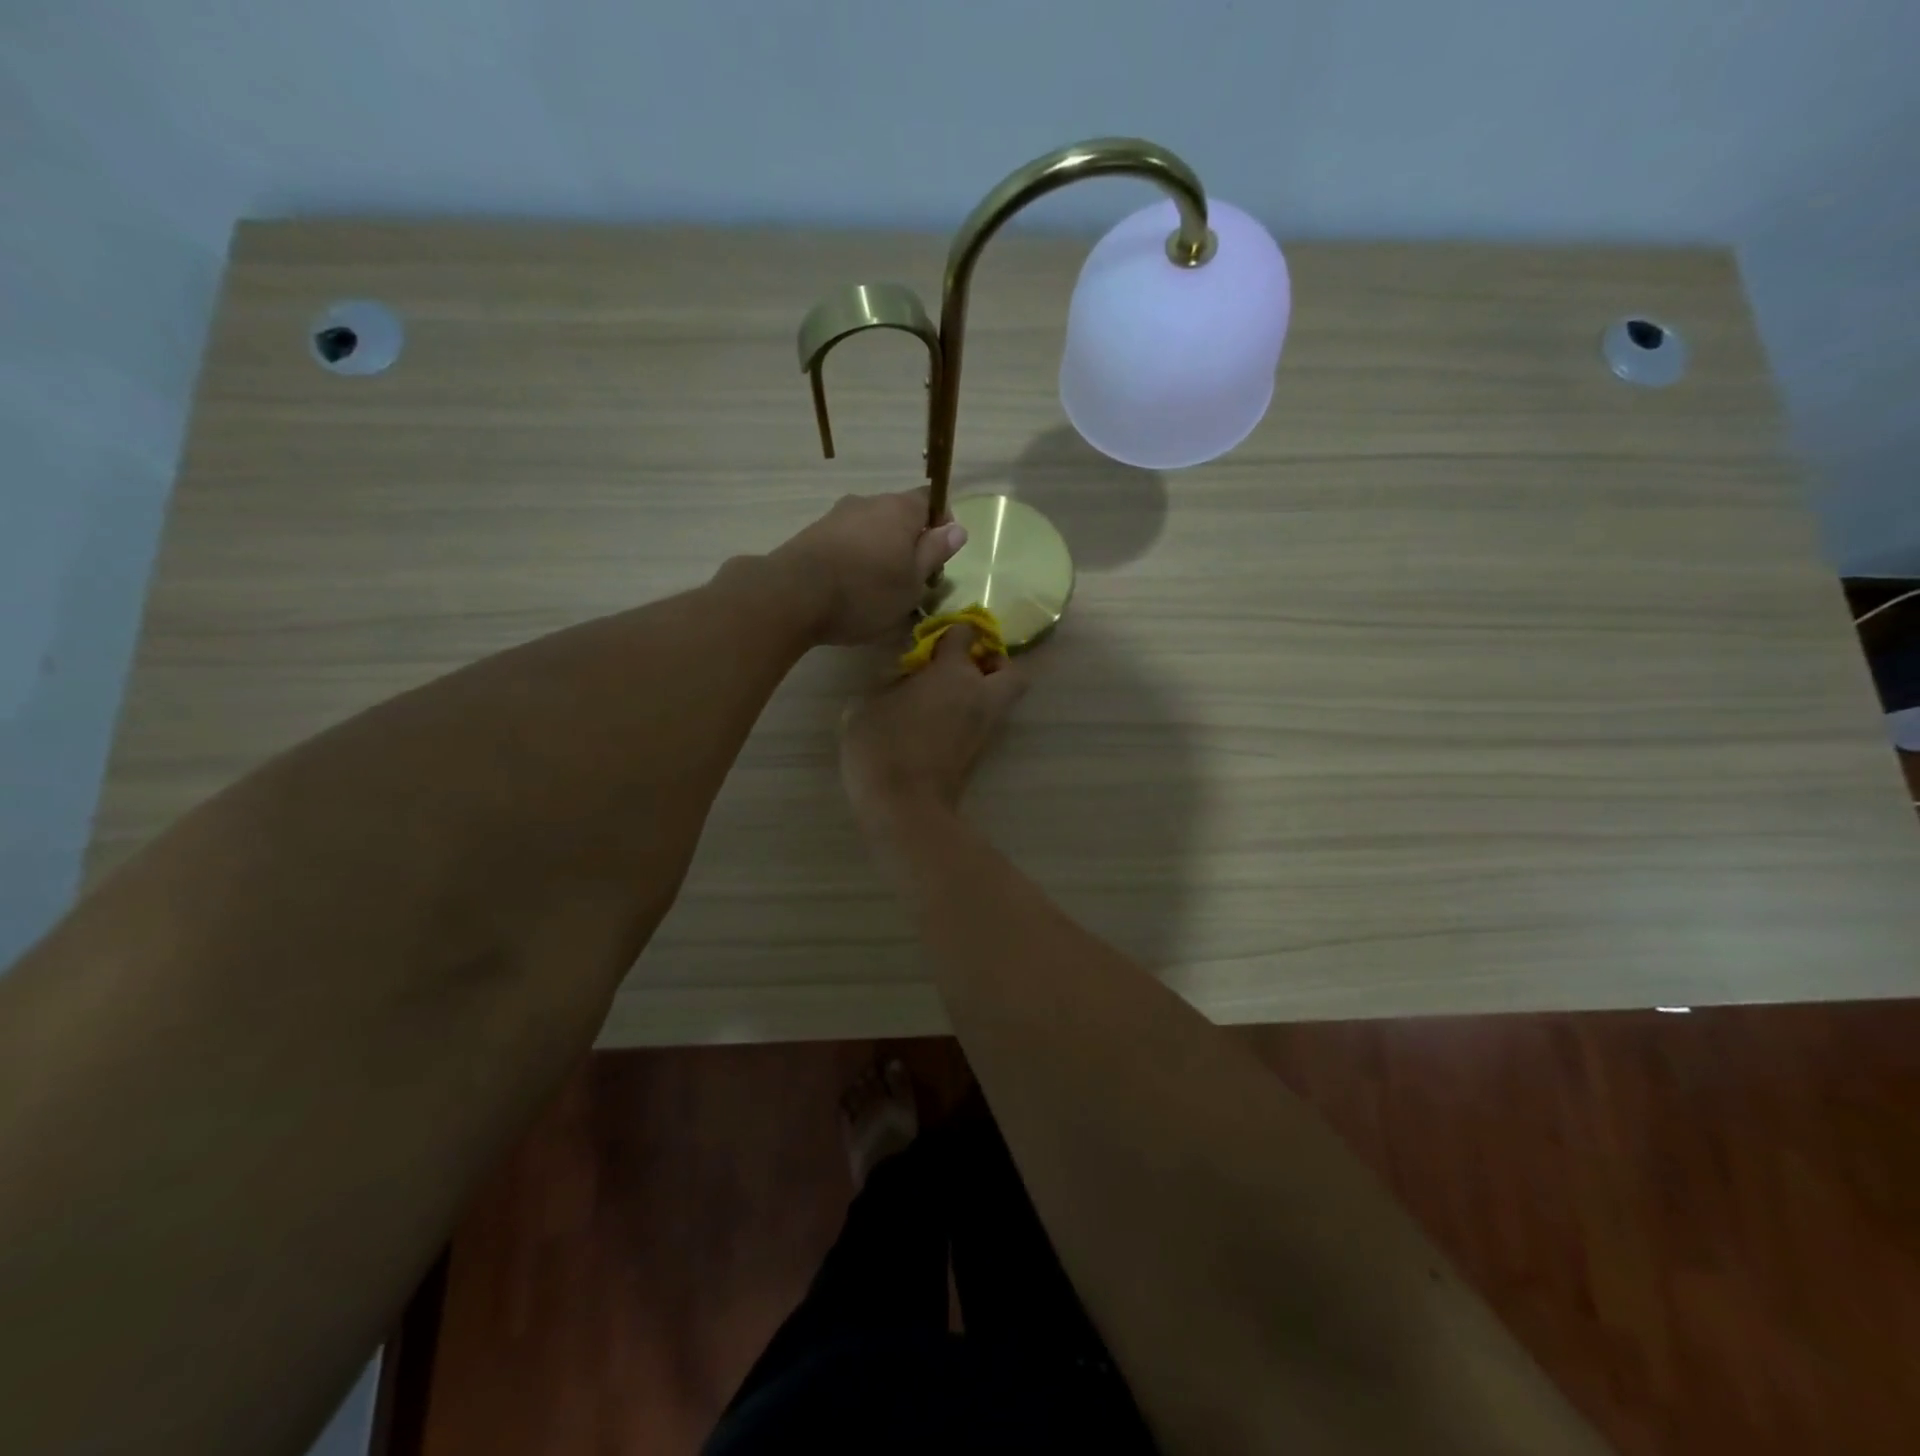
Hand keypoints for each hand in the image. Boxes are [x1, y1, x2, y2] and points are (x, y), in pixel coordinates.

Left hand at [772, 489, 967, 646]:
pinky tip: (851, 590)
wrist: (793, 595)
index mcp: (899, 508)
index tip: (940, 556)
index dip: (941, 523)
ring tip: (879, 591)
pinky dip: (855, 560)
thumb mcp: (913, 581)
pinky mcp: (813, 535)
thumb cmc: (866, 591)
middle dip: (909, 543)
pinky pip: (847, 543)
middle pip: (899, 516)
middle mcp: (868, 502)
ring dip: (880, 553)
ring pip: (871, 530)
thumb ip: (935, 552)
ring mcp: (837, 516)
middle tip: (912, 581)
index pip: (931, 499)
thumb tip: (957, 528)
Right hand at [840, 625, 1026, 837]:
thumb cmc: (883, 748)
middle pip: (1009, 670)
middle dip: (993, 663)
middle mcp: (980, 697)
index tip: (936, 639)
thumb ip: (888, 686)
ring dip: (984, 692)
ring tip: (947, 695)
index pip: (964, 636)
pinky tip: (941, 720)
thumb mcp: (867, 708)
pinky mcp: (980, 755)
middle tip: (965, 666)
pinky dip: (971, 716)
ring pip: (1001, 699)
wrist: (906, 807)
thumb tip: (901, 683)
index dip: (952, 633)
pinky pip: (985, 722)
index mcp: (954, 675)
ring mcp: (984, 728)